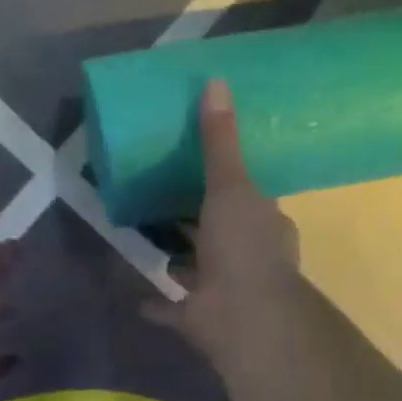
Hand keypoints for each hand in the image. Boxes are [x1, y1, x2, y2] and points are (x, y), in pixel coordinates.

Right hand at [143, 79, 300, 362]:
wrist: (241, 317)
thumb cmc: (242, 247)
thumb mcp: (231, 185)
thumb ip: (219, 142)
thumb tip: (216, 82)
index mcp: (264, 226)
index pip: (250, 199)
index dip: (230, 184)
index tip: (203, 168)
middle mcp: (249, 258)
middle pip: (222, 232)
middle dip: (200, 220)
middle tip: (167, 198)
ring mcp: (224, 290)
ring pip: (199, 269)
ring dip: (180, 258)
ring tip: (150, 237)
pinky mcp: (200, 318)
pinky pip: (174, 308)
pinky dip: (158, 304)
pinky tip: (137, 295)